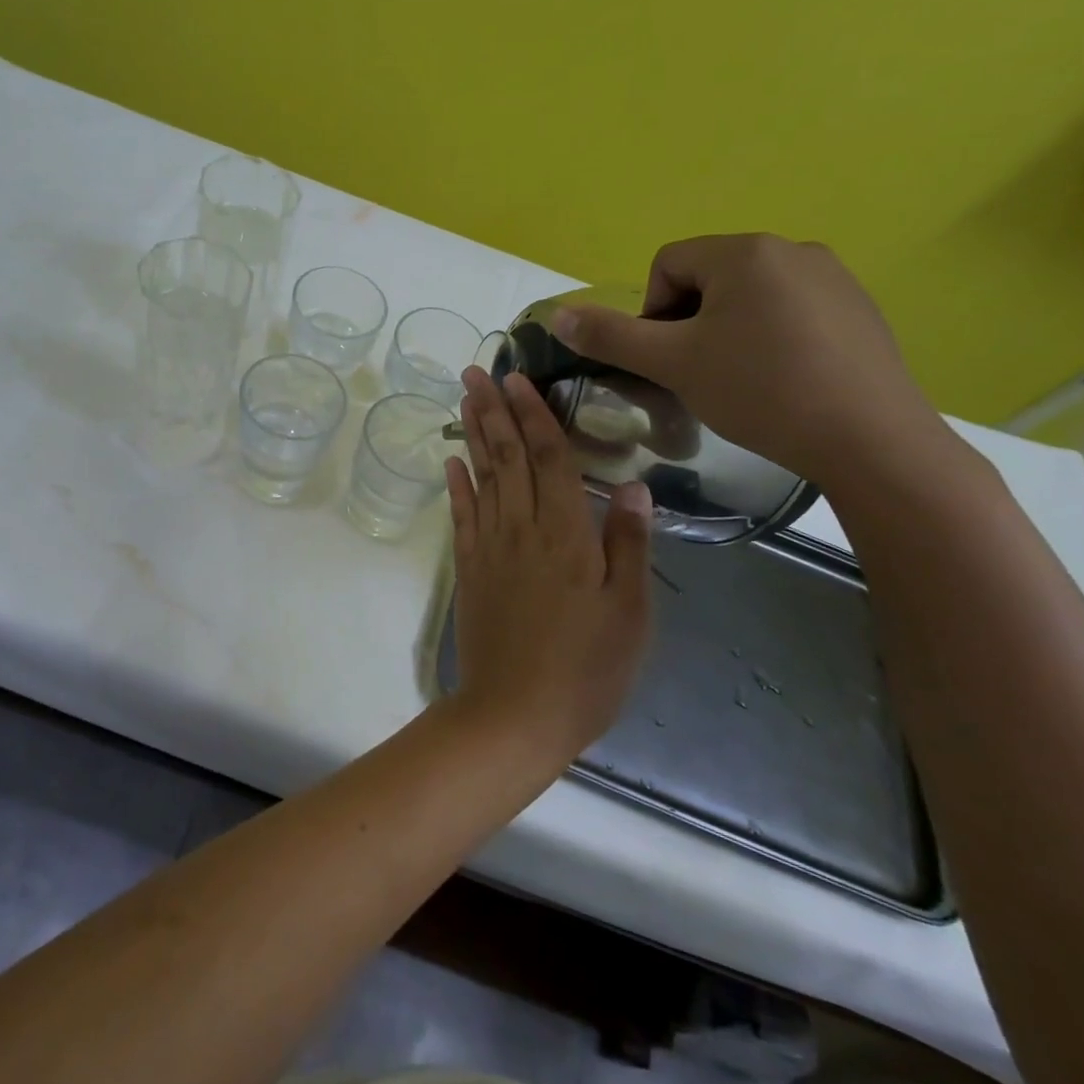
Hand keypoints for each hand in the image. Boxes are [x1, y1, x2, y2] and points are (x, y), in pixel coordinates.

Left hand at [444, 366, 653, 767]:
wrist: (516, 713)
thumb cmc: (587, 667)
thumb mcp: (629, 611)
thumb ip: (628, 543)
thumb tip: (632, 483)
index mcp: (566, 533)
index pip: (550, 458)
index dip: (534, 415)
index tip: (517, 378)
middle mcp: (522, 528)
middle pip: (508, 457)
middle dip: (493, 410)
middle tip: (476, 370)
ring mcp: (490, 548)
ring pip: (482, 477)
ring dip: (473, 435)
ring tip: (463, 398)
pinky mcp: (469, 570)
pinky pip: (462, 516)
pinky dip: (457, 485)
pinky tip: (451, 462)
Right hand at [549, 233, 946, 488]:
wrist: (869, 439)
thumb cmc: (759, 390)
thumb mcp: (672, 363)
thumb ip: (610, 336)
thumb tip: (557, 315)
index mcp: (745, 251)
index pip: (667, 264)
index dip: (652, 312)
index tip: (670, 358)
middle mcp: (793, 249)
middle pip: (708, 279)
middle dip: (690, 323)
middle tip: (699, 374)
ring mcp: (834, 278)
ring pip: (749, 297)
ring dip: (728, 332)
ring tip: (740, 382)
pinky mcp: (860, 310)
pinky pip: (791, 312)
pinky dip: (771, 339)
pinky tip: (783, 381)